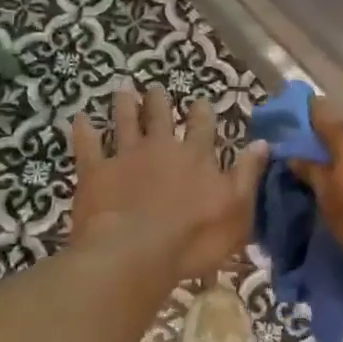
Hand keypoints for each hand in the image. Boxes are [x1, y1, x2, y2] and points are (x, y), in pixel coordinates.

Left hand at [70, 84, 269, 283]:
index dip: (202, 113)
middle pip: (161, 117)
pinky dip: (83, 131)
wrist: (135, 252)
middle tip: (155, 89)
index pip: (203, 126)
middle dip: (159, 102)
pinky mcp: (96, 172)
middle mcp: (162, 148)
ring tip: (123, 90)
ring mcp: (126, 157)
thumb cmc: (194, 239)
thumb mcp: (236, 210)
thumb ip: (247, 174)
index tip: (201, 100)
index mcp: (196, 157)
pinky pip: (87, 145)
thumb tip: (262, 142)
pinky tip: (79, 118)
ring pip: (125, 123)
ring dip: (125, 106)